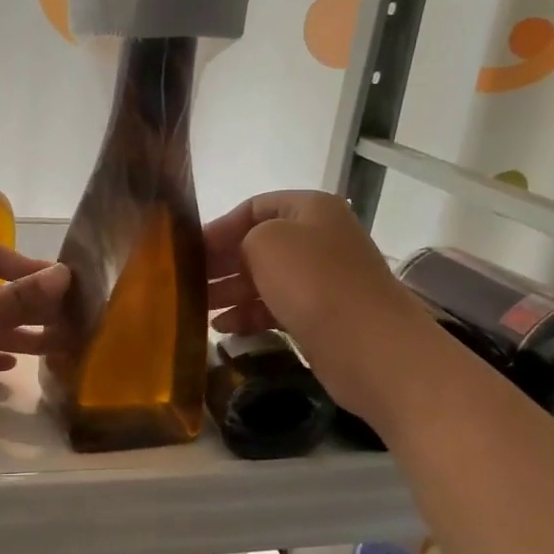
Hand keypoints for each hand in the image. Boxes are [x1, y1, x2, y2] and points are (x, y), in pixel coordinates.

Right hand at [205, 190, 425, 429]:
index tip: (186, 251)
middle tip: (183, 284)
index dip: (219, 226)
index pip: (254, 207)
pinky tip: (223, 329)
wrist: (369, 346)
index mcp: (310, 210)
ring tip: (195, 309)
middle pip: (257, 245)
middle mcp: (318, 239)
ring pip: (264, 279)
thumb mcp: (266, 242)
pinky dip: (248, 315)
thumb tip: (234, 256)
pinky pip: (275, 308)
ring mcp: (321, 280)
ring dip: (229, 293)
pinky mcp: (320, 316)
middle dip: (220, 263)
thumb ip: (242, 237)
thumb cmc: (314, 282)